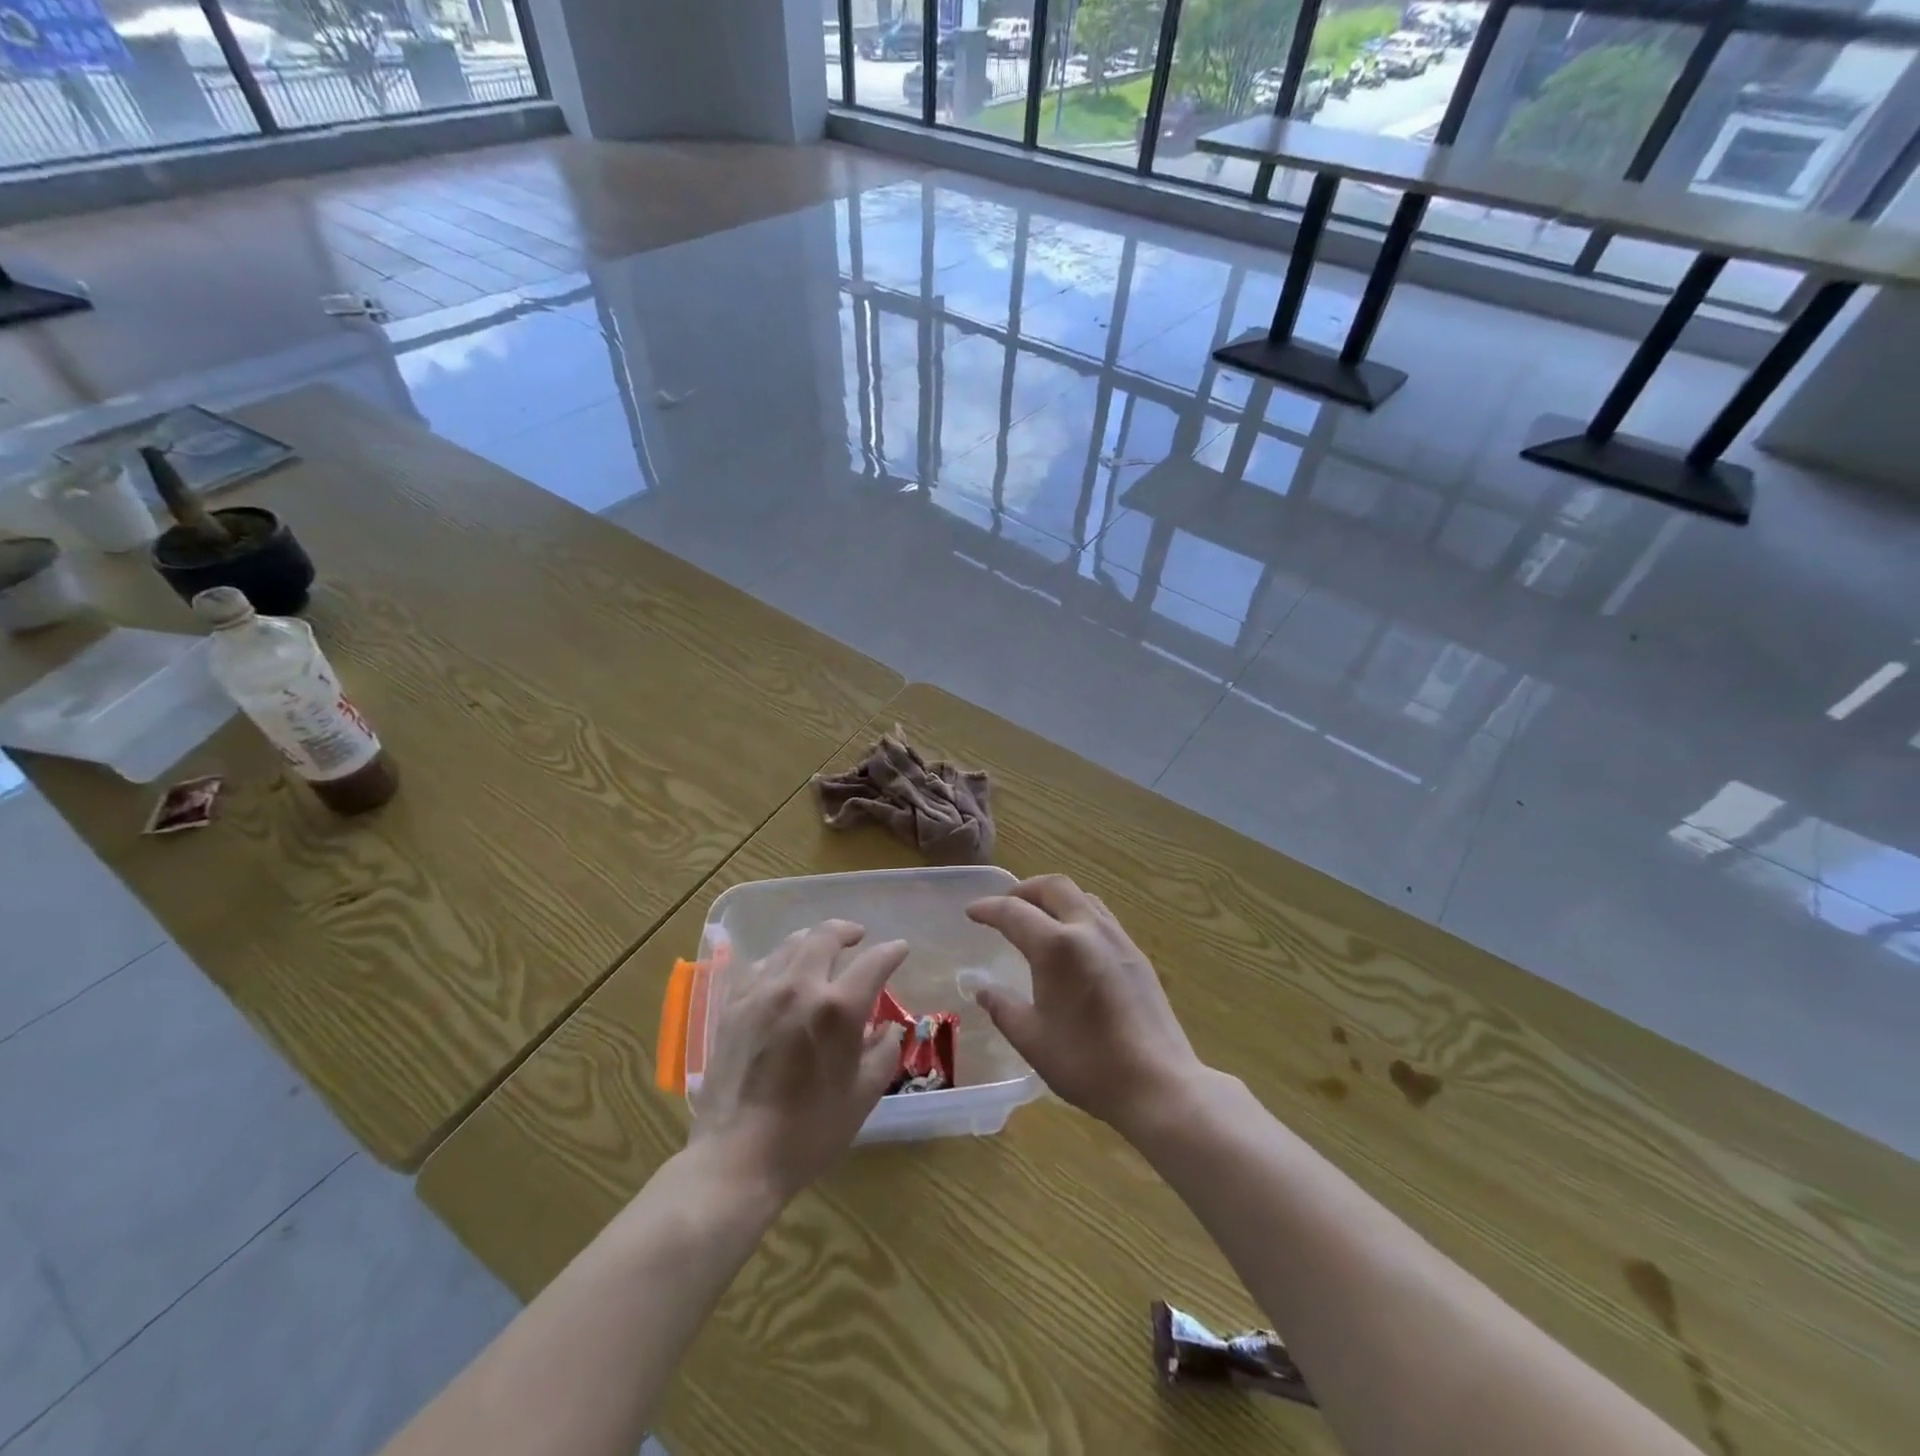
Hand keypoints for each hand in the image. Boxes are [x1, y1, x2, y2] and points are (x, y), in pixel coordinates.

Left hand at [688, 921, 907, 1201]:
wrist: (738, 1158)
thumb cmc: (810, 1132)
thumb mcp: (864, 1095)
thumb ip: (884, 1051)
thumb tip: (888, 1027)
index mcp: (838, 1009)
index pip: (873, 962)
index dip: (892, 952)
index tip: (900, 950)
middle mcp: (800, 987)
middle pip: (826, 936)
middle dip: (848, 931)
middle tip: (858, 937)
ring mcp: (761, 992)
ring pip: (791, 944)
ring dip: (814, 941)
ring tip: (823, 949)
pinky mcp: (733, 1006)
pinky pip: (760, 965)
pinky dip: (779, 961)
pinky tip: (783, 973)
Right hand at [965, 875, 1202, 1136]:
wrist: (1157, 1083)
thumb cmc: (1087, 1063)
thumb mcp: (1032, 1039)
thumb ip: (1002, 1007)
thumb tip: (981, 989)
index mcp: (1056, 947)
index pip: (1013, 912)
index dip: (988, 908)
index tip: (971, 912)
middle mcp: (1087, 930)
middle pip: (1053, 887)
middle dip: (1023, 890)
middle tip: (1005, 907)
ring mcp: (1117, 938)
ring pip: (1081, 896)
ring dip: (1053, 898)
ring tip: (1038, 919)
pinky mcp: (1136, 954)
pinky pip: (1101, 916)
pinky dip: (1077, 913)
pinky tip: (1072, 942)